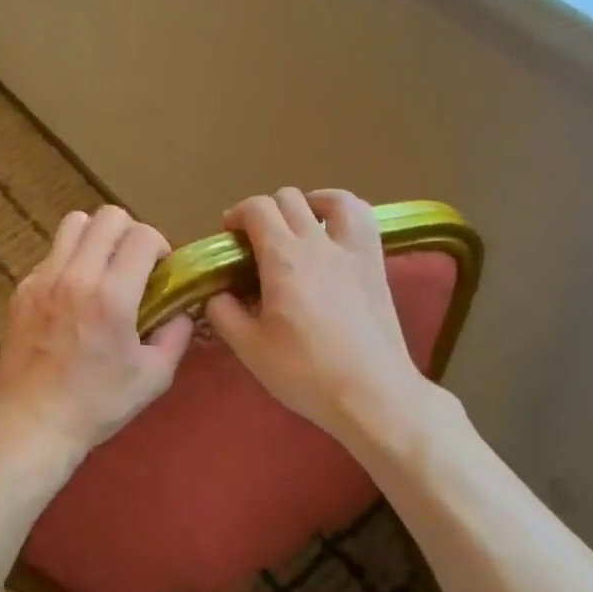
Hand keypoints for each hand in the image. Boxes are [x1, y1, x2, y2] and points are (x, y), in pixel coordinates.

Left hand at [0, 206, 194, 463]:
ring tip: (103, 268)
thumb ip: (176, 335)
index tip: (160, 271)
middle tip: (134, 264)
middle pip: (108, 216)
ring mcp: (43, 279)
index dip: (160, 246)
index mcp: (111, 296)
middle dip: (131, 233)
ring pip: (74, 223)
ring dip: (97, 237)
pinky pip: (51, 253)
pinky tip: (74, 294)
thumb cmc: (97, 404)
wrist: (34, 423)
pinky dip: (69, 260)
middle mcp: (75, 276)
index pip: (143, 236)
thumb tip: (181, 310)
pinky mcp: (22, 289)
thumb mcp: (153, 377)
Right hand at [206, 188, 430, 442]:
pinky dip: (343, 212)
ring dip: (307, 203)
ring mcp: (352, 250)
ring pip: (331, 198)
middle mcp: (317, 243)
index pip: (256, 209)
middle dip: (264, 211)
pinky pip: (362, 218)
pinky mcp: (376, 263)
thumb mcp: (250, 349)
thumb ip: (224, 314)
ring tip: (298, 225)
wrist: (371, 393)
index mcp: (282, 259)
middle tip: (255, 241)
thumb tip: (216, 293)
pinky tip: (334, 231)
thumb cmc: (305, 373)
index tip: (228, 236)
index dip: (237, 214)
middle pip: (288, 199)